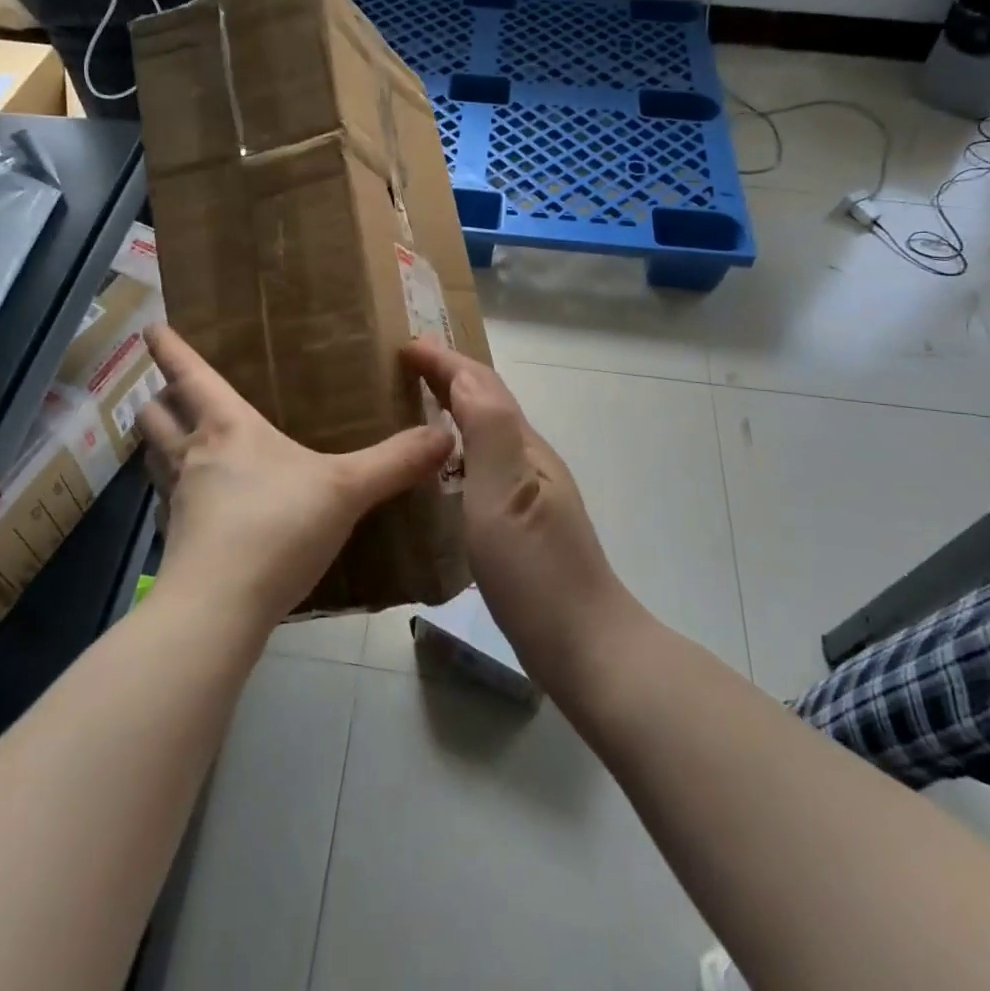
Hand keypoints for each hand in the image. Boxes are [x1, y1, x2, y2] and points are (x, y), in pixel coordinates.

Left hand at [135, 324, 453, 627]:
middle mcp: (193, 456)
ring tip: (179, 442)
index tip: (152, 326)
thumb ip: (395, 462)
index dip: (170, 347)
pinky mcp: (176, 542)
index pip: (190, 375)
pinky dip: (175, 492)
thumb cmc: (277, 528)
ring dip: (158, 443)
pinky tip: (201, 505)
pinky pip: (167, 502)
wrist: (218, 610)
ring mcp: (177, 500)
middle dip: (158, 397)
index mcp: (227, 428)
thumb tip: (445, 434)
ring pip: (153, 458)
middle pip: (154, 415)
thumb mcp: (346, 490)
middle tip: (169, 391)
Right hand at [403, 339, 639, 690]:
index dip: (444, 361)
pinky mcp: (522, 519)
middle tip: (407, 361)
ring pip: (487, 429)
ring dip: (454, 404)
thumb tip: (462, 375)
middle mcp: (529, 459)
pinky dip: (459, 442)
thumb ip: (487, 432)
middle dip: (449, 374)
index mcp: (523, 446)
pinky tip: (441, 464)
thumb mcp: (505, 497)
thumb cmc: (537, 572)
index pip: (481, 385)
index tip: (404, 344)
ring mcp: (529, 490)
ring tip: (417, 399)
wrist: (585, 646)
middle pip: (487, 401)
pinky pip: (484, 460)